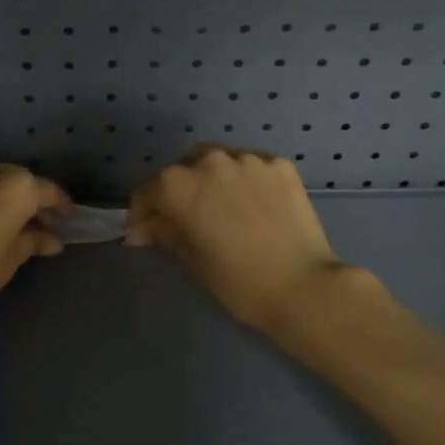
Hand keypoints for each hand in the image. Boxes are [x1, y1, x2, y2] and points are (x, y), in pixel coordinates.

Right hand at [127, 146, 350, 331]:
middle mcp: (209, 160)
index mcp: (178, 185)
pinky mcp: (280, 164)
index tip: (145, 234)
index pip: (147, 191)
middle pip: (182, 170)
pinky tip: (254, 206)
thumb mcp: (191, 259)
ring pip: (219, 163)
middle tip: (187, 220)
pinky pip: (251, 167)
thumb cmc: (237, 280)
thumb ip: (163, 232)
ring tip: (224, 208)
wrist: (302, 285)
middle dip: (179, 192)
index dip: (141, 214)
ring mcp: (248, 159)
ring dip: (213, 181)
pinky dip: (246, 182)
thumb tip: (142, 228)